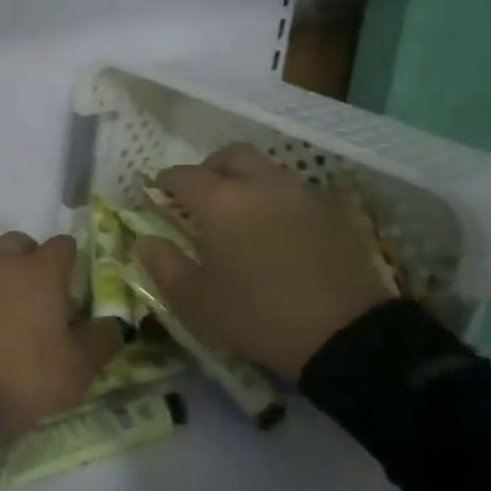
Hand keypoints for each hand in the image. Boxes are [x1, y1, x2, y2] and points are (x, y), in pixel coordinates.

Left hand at [0, 231, 121, 436]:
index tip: (72, 290)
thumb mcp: (75, 371)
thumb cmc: (22, 375)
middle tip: (38, 299)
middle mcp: (3, 261)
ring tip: (3, 311)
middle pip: (22, 244)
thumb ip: (100, 342)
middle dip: (32, 262)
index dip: (71, 263)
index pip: (64, 245)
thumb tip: (113, 325)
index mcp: (42, 272)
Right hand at [136, 144, 391, 380]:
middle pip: (229, 156)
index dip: (163, 183)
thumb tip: (146, 241)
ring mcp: (300, 194)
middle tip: (199, 196)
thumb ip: (163, 265)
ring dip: (245, 180)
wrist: (344, 335)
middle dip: (208, 168)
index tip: (155, 196)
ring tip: (239, 213)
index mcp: (220, 201)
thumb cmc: (256, 316)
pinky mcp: (331, 212)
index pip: (182, 175)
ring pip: (266, 169)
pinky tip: (274, 229)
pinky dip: (275, 199)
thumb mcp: (194, 301)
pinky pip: (294, 191)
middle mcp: (260, 184)